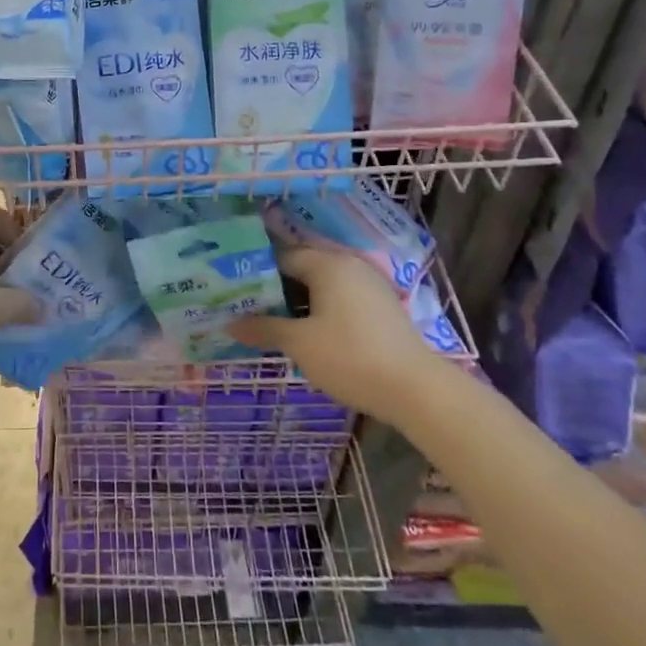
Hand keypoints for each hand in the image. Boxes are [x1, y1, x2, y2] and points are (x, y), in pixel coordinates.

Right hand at [230, 244, 454, 421]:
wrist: (416, 389)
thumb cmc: (350, 357)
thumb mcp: (299, 344)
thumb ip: (263, 328)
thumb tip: (229, 323)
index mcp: (327, 264)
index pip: (282, 256)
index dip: (256, 272)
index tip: (235, 290)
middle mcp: (349, 265)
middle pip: (303, 267)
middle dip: (276, 287)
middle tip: (249, 307)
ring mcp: (369, 285)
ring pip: (323, 284)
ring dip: (298, 300)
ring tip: (274, 321)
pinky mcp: (382, 307)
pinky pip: (341, 297)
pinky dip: (321, 308)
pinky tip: (309, 331)